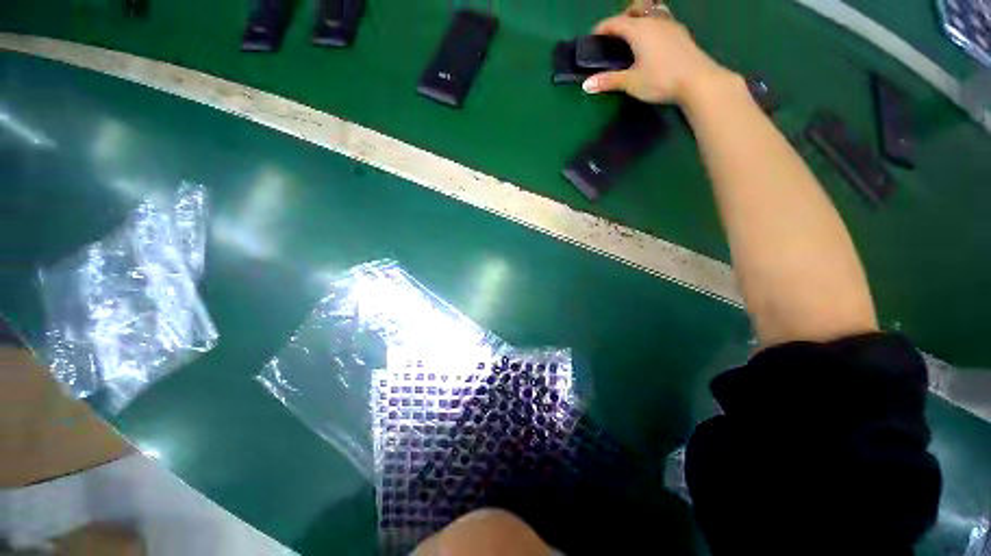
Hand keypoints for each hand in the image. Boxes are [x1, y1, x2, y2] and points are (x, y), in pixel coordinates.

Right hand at [582, 11, 735, 106]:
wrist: (698, 80)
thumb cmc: (661, 79)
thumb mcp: (631, 83)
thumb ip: (608, 81)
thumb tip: (586, 85)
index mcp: (639, 29)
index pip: (615, 22)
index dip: (602, 28)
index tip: (593, 36)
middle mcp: (654, 20)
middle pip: (634, 10)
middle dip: (621, 18)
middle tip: (614, 35)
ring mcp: (670, 24)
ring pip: (651, 12)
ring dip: (639, 18)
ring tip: (633, 35)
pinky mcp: (681, 33)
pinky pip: (662, 20)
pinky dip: (652, 25)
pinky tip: (652, 41)